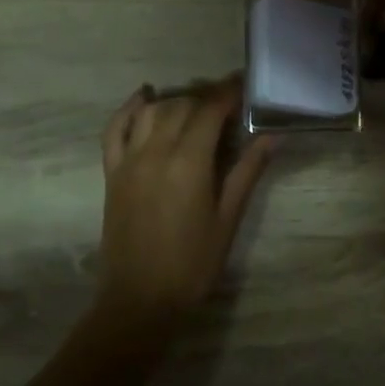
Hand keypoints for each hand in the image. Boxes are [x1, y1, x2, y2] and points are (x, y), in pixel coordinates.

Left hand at [98, 76, 271, 330]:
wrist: (140, 299)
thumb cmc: (193, 263)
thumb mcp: (228, 218)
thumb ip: (247, 172)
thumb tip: (272, 136)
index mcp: (188, 162)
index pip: (210, 111)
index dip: (229, 93)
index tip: (245, 86)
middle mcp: (155, 152)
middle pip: (182, 106)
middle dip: (207, 97)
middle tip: (230, 103)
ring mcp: (129, 161)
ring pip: (152, 111)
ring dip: (176, 101)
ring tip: (197, 107)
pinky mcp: (112, 174)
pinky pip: (115, 130)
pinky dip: (129, 108)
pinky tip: (144, 96)